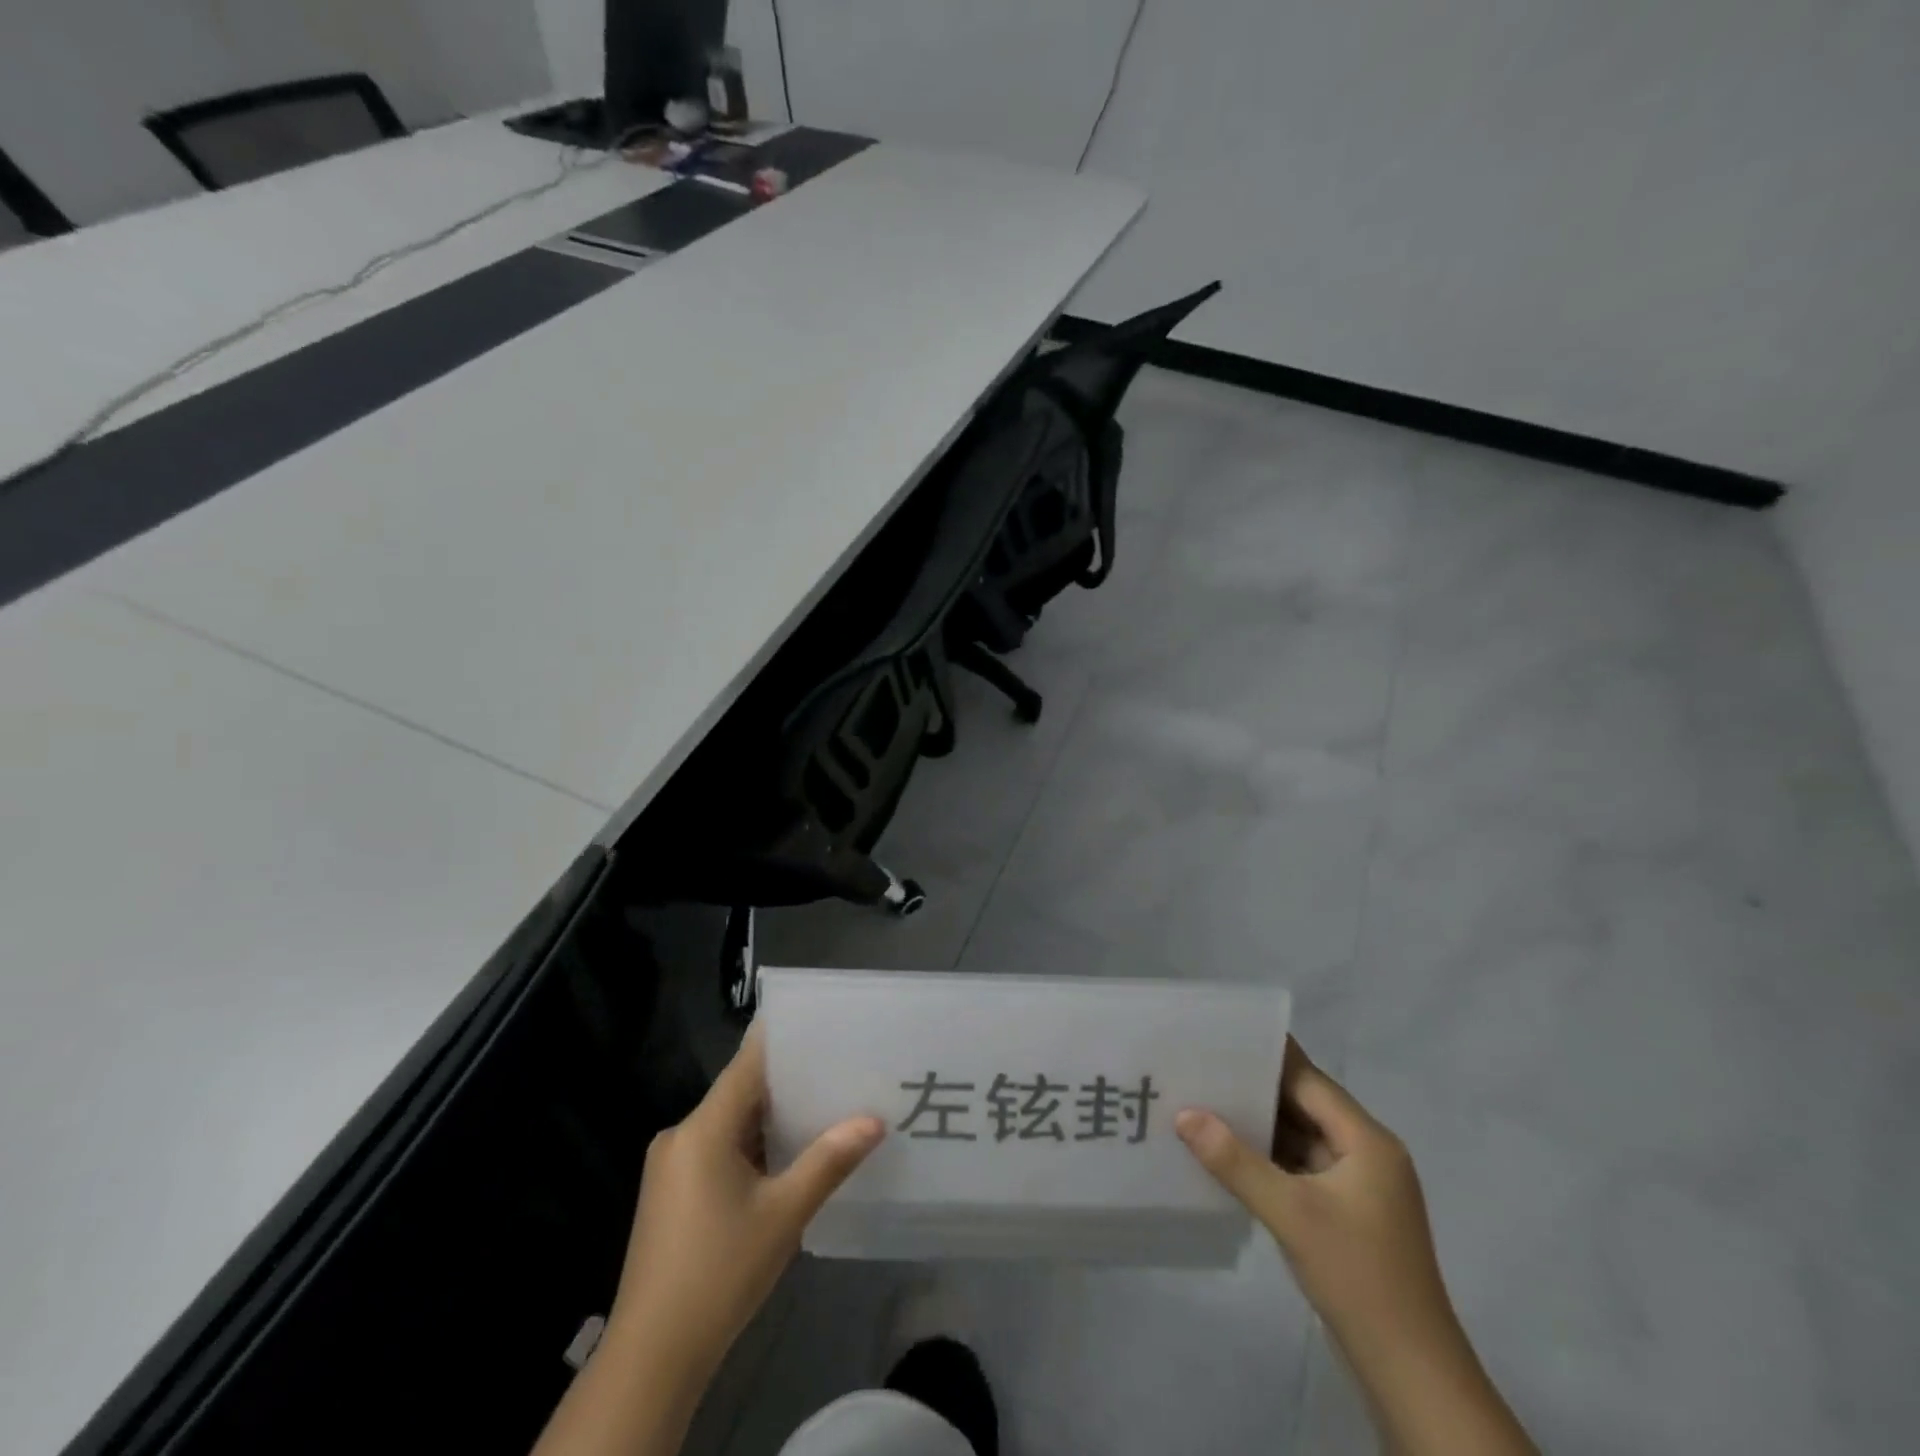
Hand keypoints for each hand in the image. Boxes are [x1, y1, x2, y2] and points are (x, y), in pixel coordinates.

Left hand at [608, 1024, 885, 1385]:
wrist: (652, 1357)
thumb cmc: (720, 1273)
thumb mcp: (784, 1214)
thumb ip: (829, 1160)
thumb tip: (874, 1120)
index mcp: (703, 1128)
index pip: (747, 1064)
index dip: (781, 1040)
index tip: (818, 1022)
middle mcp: (681, 1135)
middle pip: (740, 1092)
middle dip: (787, 1083)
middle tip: (837, 1068)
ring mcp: (671, 1166)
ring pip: (730, 1124)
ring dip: (770, 1120)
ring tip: (822, 1107)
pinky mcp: (670, 1194)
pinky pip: (717, 1149)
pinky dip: (750, 1147)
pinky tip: (785, 1157)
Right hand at [1176, 1041, 1533, 1455]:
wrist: (1411, 1373)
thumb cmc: (1358, 1277)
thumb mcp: (1291, 1214)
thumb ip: (1236, 1161)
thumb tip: (1185, 1114)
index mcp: (1367, 1141)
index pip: (1309, 1081)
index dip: (1267, 1057)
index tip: (1221, 1037)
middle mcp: (1366, 1153)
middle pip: (1305, 1106)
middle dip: (1255, 1090)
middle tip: (1201, 1068)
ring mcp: (1358, 1186)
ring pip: (1301, 1138)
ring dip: (1260, 1126)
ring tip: (1204, 1102)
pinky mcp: (1346, 1214)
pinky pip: (1301, 1168)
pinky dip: (1269, 1159)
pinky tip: (1228, 1154)